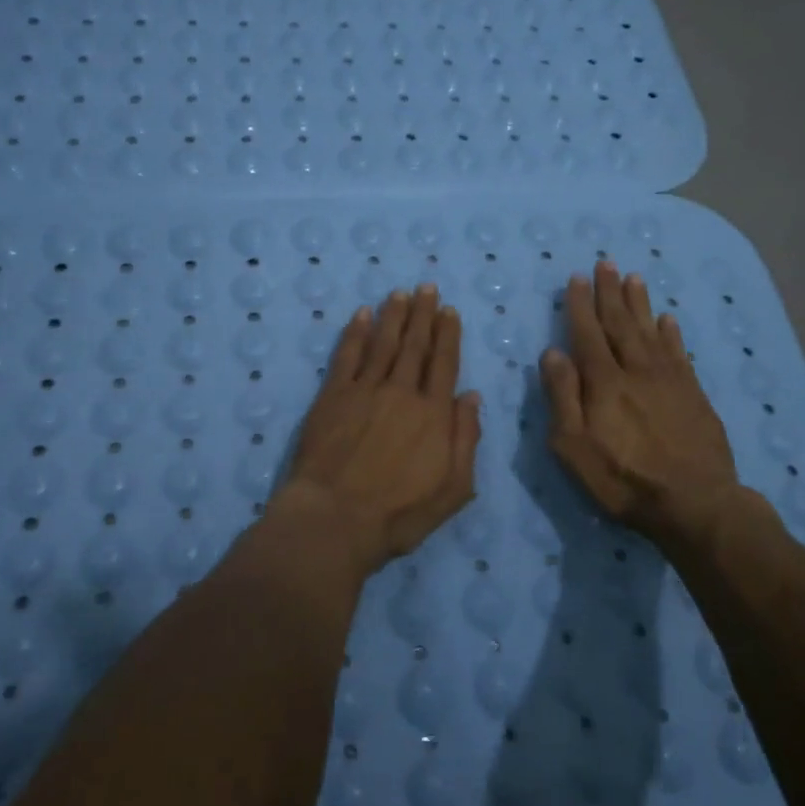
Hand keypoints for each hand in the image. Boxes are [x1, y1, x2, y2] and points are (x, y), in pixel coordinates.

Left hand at [273, 285, 481, 575]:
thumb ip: (466, 440)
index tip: (449, 311)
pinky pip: (347, 355)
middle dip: (423, 314)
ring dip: (393, 315)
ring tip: (401, 293)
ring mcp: (364, 390)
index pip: (444, 363)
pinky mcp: (333, 395)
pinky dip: (355, 332)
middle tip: (427, 287)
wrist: (335, 518)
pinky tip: (362, 314)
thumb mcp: (453, 490)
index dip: (447, 335)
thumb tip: (471, 396)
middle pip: (415, 345)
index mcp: (433, 414)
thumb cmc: (398, 514)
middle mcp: (401, 392)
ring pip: (383, 343)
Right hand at [540, 262, 742, 550]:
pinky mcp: (693, 395)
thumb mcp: (574, 447)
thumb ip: (562, 397)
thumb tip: (552, 353)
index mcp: (604, 382)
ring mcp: (669, 381)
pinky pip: (679, 353)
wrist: (695, 504)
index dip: (580, 305)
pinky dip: (671, 333)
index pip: (588, 334)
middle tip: (605, 263)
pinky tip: (667, 319)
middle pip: (620, 324)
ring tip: (633, 277)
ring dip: (639, 303)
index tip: (576, 278)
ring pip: (650, 331)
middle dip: (609, 292)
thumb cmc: (623, 480)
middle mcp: (636, 371)